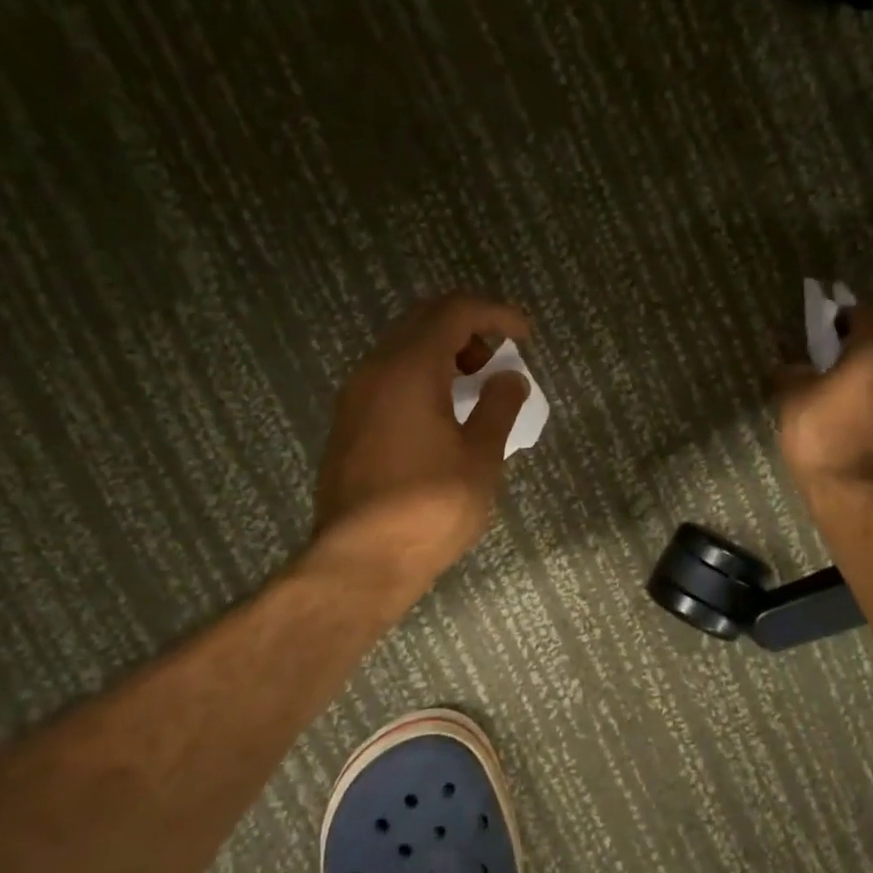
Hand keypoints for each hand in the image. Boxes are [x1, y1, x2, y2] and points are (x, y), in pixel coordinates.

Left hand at [311, 293, 532, 599]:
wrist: (361, 560)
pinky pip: (388, 378)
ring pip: (401, 349)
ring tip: (474, 388)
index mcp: (409, 368)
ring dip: (442, 354)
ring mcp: (355, 397)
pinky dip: (420, 377)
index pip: (455, 312)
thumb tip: (510, 378)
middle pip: (423, 321)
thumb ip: (499, 408)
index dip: (496, 314)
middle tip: (498, 358)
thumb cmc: (430, 507)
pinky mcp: (347, 425)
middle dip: (467, 328)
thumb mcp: (480, 458)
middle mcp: (375, 370)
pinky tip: (441, 415)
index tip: (525, 335)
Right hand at [775, 304, 872, 497]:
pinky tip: (863, 398)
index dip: (848, 312)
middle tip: (856, 336)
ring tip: (857, 369)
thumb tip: (788, 366)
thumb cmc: (821, 436)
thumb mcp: (792, 401)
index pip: (871, 310)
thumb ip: (791, 374)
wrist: (854, 491)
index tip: (829, 326)